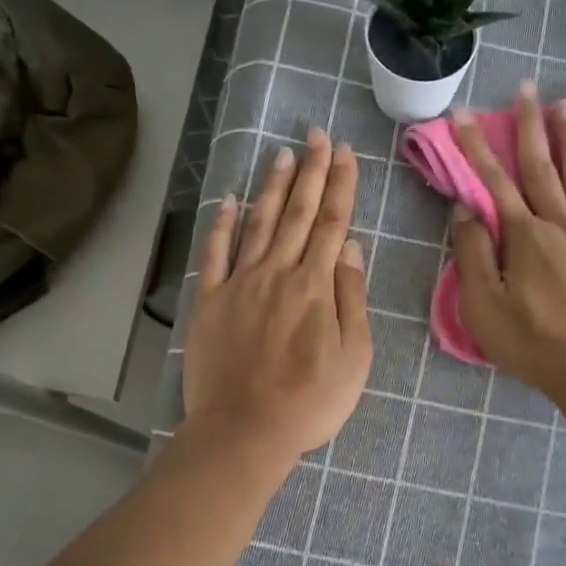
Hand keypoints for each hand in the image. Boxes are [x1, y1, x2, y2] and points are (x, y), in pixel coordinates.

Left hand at [183, 128, 372, 467]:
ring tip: (282, 153)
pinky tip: (230, 199)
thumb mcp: (355, 357)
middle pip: (298, 213)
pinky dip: (223, 224)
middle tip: (317, 135)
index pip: (332, 223)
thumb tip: (351, 247)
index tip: (345, 153)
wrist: (245, 431)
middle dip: (311, 171)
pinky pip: (215, 254)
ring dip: (273, 186)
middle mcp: (278, 273)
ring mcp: (240, 284)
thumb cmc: (310, 401)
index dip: (341, 185)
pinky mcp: (210, 301)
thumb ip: (353, 298)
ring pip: (259, 223)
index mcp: (316, 286)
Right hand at [448, 85, 565, 400]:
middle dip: (530, 126)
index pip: (494, 182)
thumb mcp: (484, 305)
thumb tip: (466, 210)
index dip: (477, 147)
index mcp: (524, 237)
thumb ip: (474, 254)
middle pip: (541, 168)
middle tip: (526, 87)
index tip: (464, 114)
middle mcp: (560, 224)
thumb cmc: (533, 342)